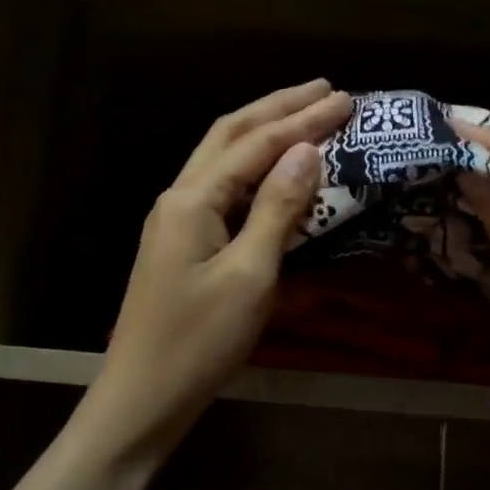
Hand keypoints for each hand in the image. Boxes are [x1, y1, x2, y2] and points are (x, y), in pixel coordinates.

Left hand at [91, 80, 351, 459]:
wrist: (143, 400)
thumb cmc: (199, 343)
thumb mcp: (249, 277)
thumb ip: (278, 210)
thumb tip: (307, 151)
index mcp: (192, 200)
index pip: (256, 145)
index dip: (303, 121)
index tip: (346, 99)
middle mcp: (180, 197)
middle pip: (230, 135)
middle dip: (278, 108)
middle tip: (323, 89)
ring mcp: (177, 219)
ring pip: (223, 158)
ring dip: (263, 131)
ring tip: (303, 113)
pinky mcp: (182, 242)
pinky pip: (222, 188)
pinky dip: (253, 168)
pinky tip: (273, 169)